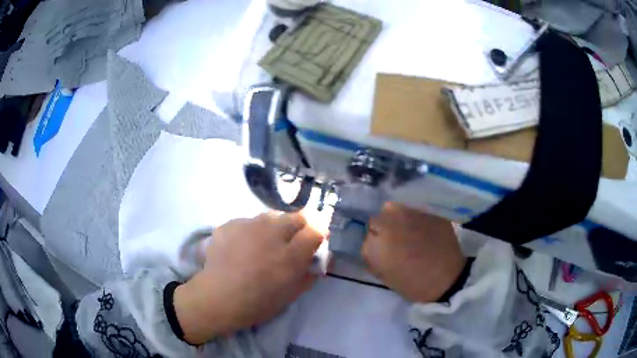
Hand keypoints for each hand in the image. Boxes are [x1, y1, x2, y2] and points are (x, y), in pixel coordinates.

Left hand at [174, 213, 323, 344]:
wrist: (217, 297)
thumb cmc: (257, 303)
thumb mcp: (290, 295)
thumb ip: (309, 275)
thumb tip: (321, 260)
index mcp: (290, 255)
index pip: (317, 229)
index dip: (321, 230)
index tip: (319, 237)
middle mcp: (272, 234)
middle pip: (298, 216)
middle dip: (302, 224)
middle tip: (294, 239)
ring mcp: (249, 225)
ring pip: (273, 215)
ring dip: (277, 225)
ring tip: (267, 241)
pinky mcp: (231, 223)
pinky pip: (250, 221)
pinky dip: (253, 230)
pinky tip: (245, 244)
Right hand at [362, 203, 465, 302]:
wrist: (447, 278)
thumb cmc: (413, 283)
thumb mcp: (385, 275)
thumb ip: (372, 257)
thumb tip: (370, 245)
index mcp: (377, 242)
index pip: (366, 234)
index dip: (374, 242)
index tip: (382, 249)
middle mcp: (390, 223)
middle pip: (377, 218)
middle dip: (382, 227)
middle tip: (393, 239)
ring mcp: (410, 214)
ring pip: (393, 208)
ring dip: (395, 218)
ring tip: (406, 230)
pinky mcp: (427, 212)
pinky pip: (413, 209)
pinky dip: (413, 217)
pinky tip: (421, 229)